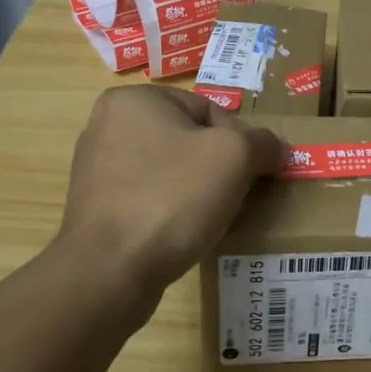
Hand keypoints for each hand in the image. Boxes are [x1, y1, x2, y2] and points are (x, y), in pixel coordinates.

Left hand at [55, 85, 283, 324]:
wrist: (110, 271)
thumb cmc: (172, 198)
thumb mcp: (234, 157)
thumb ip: (262, 142)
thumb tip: (276, 147)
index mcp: (132, 100)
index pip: (207, 109)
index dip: (239, 140)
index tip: (252, 171)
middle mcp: (106, 125)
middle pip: (187, 139)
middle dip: (216, 166)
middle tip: (237, 194)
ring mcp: (96, 170)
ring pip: (168, 171)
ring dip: (195, 190)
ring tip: (213, 216)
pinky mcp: (95, 209)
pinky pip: (148, 199)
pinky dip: (170, 211)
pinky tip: (184, 233)